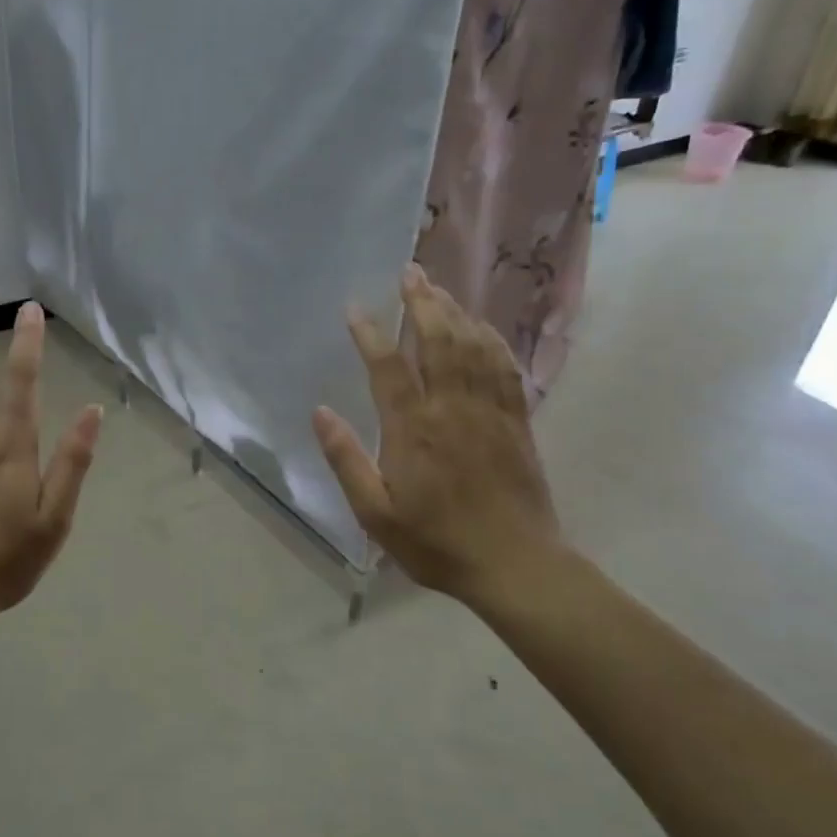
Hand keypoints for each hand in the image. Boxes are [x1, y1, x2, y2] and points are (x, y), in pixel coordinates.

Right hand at [312, 265, 562, 613]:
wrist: (515, 565)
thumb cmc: (436, 542)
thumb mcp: (376, 514)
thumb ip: (347, 460)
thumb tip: (320, 412)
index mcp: (414, 431)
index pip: (388, 368)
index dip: (370, 334)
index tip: (354, 308)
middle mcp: (452, 409)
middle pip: (438, 341)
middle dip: (422, 303)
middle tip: (409, 272)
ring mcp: (489, 411)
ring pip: (473, 346)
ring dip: (455, 312)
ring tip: (438, 287)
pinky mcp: (516, 420)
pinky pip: (505, 367)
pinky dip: (491, 340)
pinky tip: (481, 326)